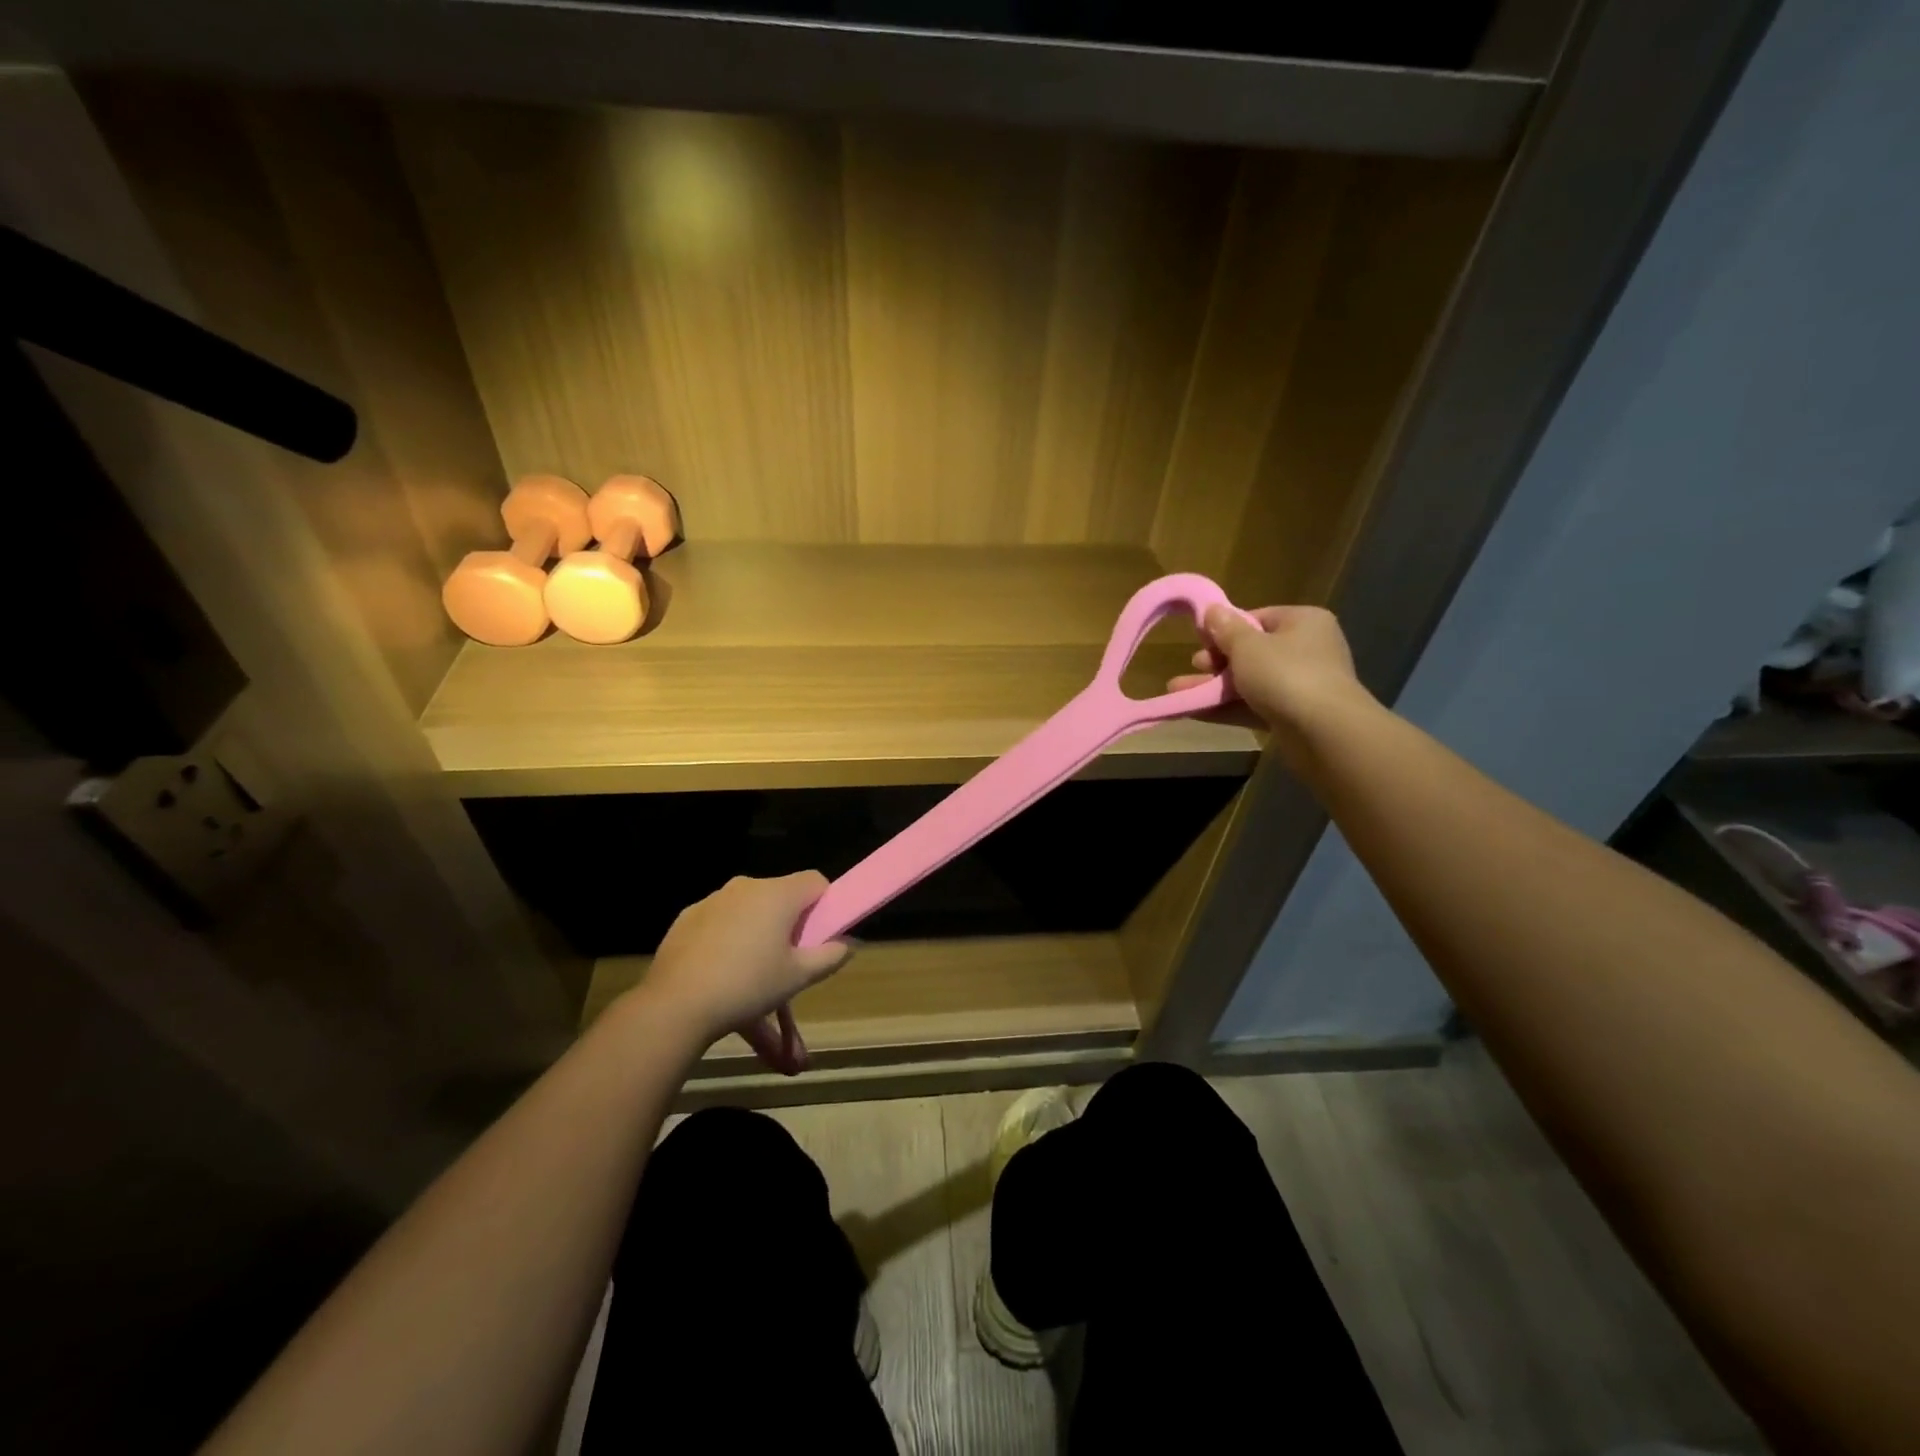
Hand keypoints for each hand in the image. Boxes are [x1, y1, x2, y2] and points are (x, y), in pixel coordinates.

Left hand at [639, 873, 851, 1074]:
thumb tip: (849, 943)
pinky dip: (728, 939)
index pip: (816, 881)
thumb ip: (830, 956)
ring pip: (749, 910)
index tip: (819, 936)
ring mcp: (713, 899)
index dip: (825, 905)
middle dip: (790, 923)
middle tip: (789, 961)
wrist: (676, 1005)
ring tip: (753, 975)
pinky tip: (722, 973)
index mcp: (778, 894)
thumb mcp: (797, 977)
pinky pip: (720, 921)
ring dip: (759, 932)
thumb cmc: (748, 986)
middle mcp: (747, 886)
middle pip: (782, 895)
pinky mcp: (687, 917)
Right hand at [1169, 605, 1375, 764]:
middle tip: (1194, 666)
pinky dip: (1227, 708)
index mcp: (1303, 622)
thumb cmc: (1285, 674)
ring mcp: (1302, 685)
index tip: (1200, 640)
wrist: (1324, 731)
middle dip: (1217, 661)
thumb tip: (1212, 610)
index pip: (1258, 618)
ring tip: (1178, 691)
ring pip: (1250, 682)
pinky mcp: (1294, 716)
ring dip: (1214, 688)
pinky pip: (1254, 707)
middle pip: (1253, 651)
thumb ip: (1226, 629)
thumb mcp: (1247, 646)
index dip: (1227, 629)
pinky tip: (1194, 712)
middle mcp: (1307, 649)